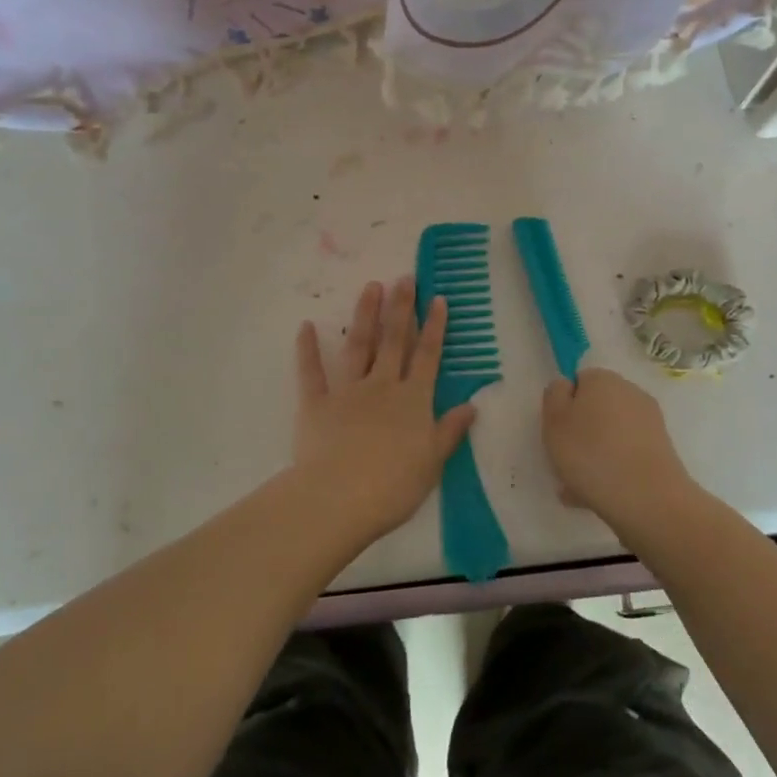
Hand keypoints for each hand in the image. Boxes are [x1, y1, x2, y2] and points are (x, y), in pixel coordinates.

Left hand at [291, 278, 475, 540]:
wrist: (339, 499)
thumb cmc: (392, 486)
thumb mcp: (432, 462)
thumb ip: (449, 431)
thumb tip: (471, 406)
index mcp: (413, 400)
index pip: (428, 356)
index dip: (434, 327)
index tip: (437, 298)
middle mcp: (383, 386)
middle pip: (395, 341)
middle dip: (401, 307)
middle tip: (404, 277)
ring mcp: (348, 391)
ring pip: (359, 345)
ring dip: (365, 315)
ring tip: (371, 286)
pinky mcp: (316, 404)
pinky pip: (311, 372)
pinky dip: (307, 349)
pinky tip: (305, 326)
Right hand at [542, 368, 694, 534]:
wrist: (648, 499)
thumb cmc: (591, 454)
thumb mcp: (554, 420)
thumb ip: (554, 395)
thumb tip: (566, 386)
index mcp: (602, 378)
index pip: (578, 382)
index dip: (564, 407)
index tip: (556, 433)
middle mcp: (630, 393)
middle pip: (596, 410)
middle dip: (580, 434)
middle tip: (564, 463)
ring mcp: (649, 423)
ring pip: (610, 436)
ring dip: (594, 456)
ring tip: (576, 489)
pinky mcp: (661, 451)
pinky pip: (626, 456)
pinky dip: (613, 470)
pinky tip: (597, 497)